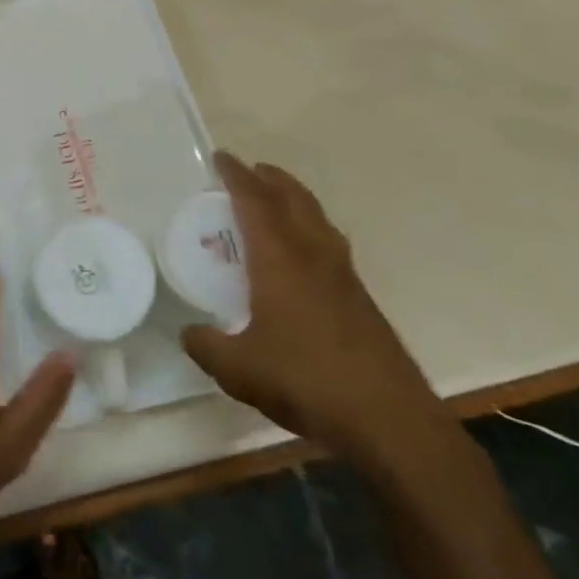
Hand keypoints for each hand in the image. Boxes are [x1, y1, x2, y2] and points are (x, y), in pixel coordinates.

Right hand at [181, 154, 452, 467]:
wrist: (389, 420)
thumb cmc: (306, 381)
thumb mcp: (238, 369)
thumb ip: (206, 345)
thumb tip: (189, 332)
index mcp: (280, 259)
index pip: (254, 202)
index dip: (236, 176)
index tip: (221, 158)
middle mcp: (314, 256)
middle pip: (294, 199)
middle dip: (271, 179)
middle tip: (250, 170)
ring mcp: (343, 277)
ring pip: (317, 219)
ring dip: (295, 200)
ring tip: (275, 201)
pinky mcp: (361, 300)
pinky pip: (329, 244)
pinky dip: (310, 229)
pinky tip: (301, 255)